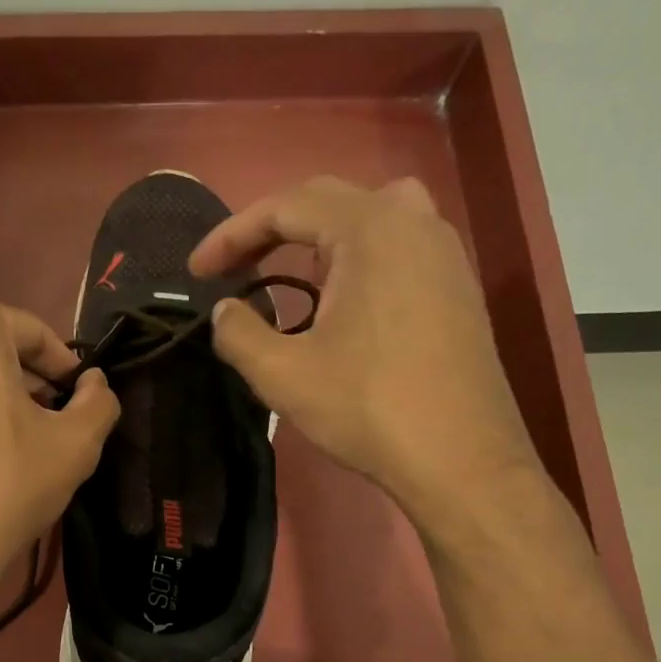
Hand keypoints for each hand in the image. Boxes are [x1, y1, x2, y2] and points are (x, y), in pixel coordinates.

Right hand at [191, 175, 540, 530]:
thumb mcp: (284, 374)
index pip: (285, 207)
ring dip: (319, 236)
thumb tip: (224, 311)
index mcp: (370, 228)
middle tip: (233, 269)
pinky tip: (342, 301)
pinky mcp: (458, 286)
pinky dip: (357, 256)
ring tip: (289, 271)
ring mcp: (444, 252)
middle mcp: (414, 222)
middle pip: (328, 201)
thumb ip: (239, 333)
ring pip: (371, 215)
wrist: (462, 460)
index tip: (197, 272)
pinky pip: (399, 245)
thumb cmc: (369, 409)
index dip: (231, 235)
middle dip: (271, 229)